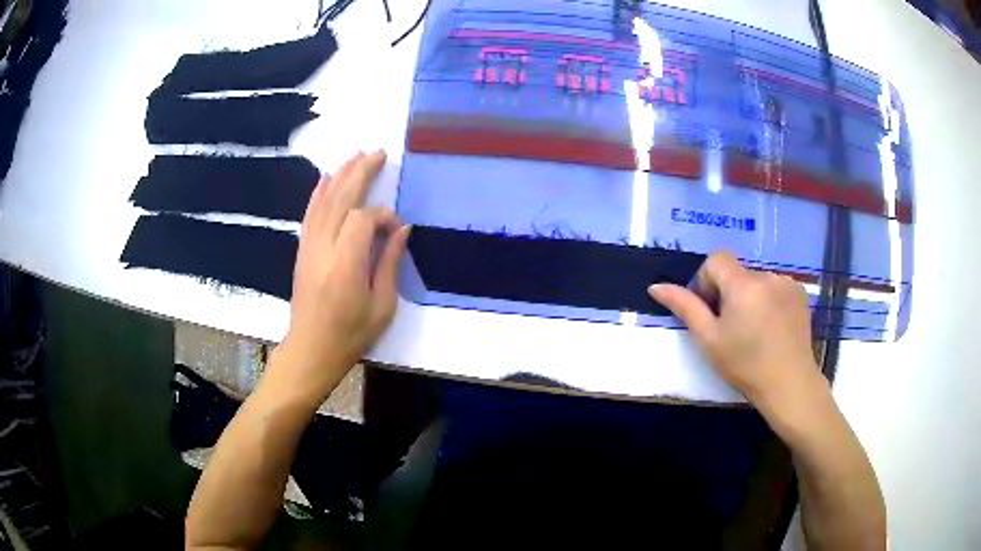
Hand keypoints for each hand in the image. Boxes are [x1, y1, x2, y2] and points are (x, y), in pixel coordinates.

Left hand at [270, 150, 409, 407]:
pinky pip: (310, 214)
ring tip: (356, 156)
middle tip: (378, 153)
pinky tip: (327, 179)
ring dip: (340, 176)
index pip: (364, 220)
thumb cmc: (350, 335)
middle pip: (341, 199)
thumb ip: (390, 263)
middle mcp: (324, 249)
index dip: (382, 216)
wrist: (310, 350)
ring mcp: (309, 247)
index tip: (396, 228)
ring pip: (323, 201)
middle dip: (360, 173)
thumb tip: (401, 229)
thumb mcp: (382, 306)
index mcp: (346, 265)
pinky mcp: (302, 250)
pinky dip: (319, 193)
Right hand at [649, 252, 826, 417]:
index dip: (707, 281)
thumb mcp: (709, 340)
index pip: (716, 259)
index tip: (712, 311)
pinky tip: (772, 326)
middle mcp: (766, 275)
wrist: (789, 384)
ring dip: (749, 297)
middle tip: (732, 328)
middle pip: (736, 272)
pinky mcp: (800, 293)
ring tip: (755, 330)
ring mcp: (787, 282)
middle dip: (729, 293)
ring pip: (756, 280)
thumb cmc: (745, 365)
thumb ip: (685, 308)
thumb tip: (656, 287)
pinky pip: (775, 286)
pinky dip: (769, 300)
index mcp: (743, 285)